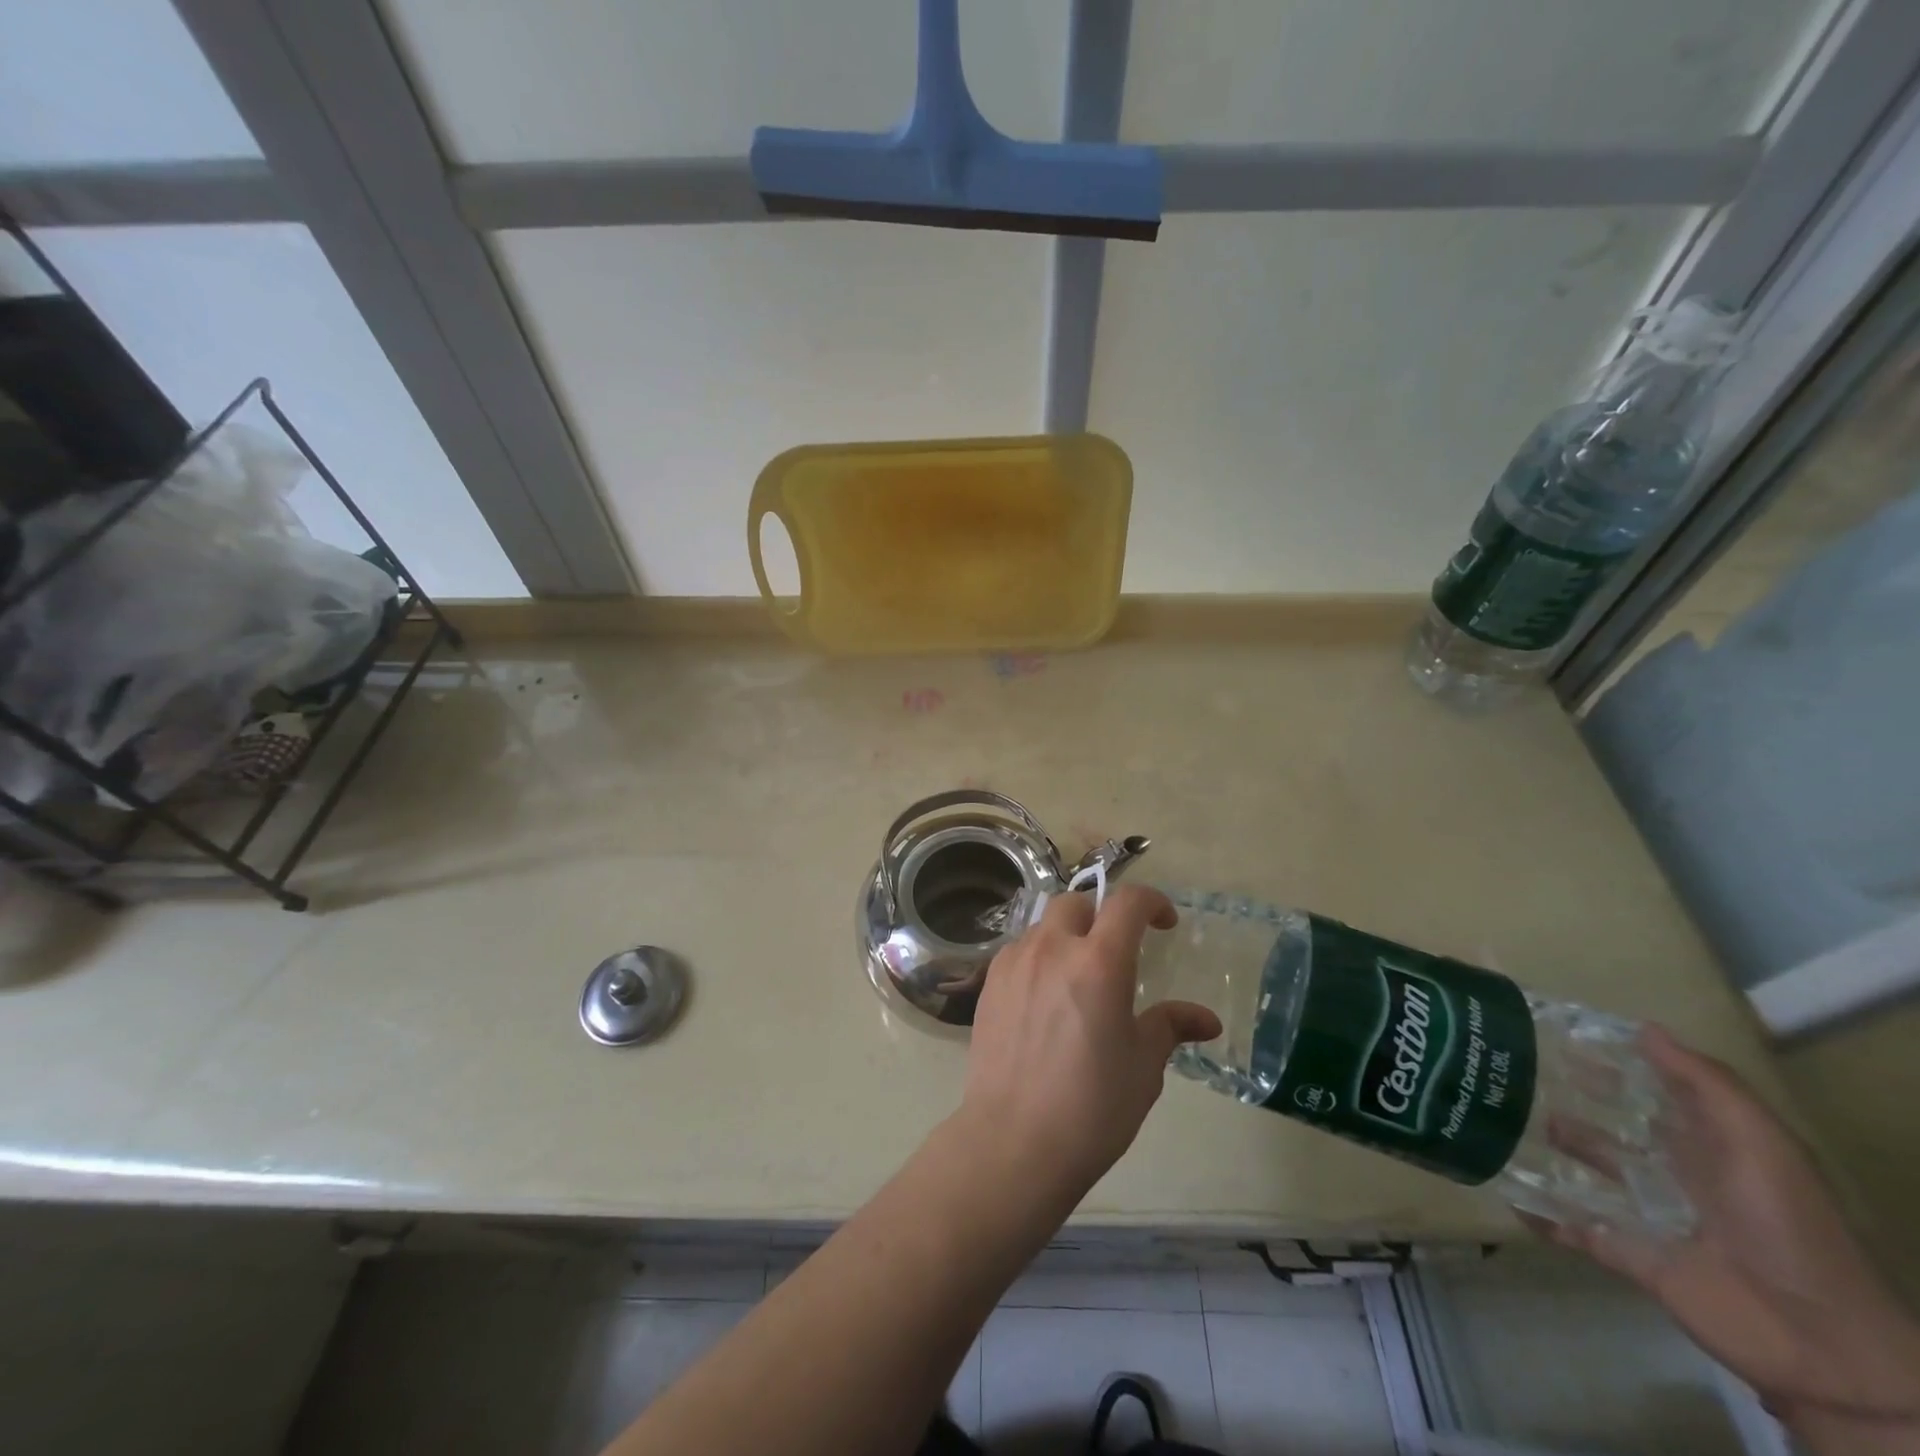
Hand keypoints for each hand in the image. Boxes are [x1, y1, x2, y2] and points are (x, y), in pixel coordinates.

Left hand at [956, 885, 1221, 1205]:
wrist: (1014, 1141)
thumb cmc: (1092, 1106)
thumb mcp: (1143, 1067)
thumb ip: (1170, 1027)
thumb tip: (1206, 1019)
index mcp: (1099, 962)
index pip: (1127, 903)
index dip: (1152, 902)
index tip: (1165, 922)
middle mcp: (1053, 949)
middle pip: (1077, 903)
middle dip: (1102, 915)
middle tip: (1116, 949)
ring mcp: (1014, 963)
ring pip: (1044, 925)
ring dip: (1067, 935)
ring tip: (1078, 975)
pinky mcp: (989, 983)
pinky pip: (1019, 950)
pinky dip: (1039, 957)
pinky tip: (1044, 996)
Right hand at [1538, 1026, 1919, 1433]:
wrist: (1817, 1340)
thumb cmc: (1786, 1225)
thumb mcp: (1760, 1144)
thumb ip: (1705, 1084)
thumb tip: (1641, 1028)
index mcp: (1705, 1145)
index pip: (1650, 1091)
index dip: (1610, 1062)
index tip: (1554, 1032)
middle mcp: (1673, 1173)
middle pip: (1610, 1128)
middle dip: (1566, 1101)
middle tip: (1506, 1071)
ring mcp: (1649, 1215)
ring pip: (1585, 1172)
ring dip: (1546, 1150)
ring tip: (1496, 1122)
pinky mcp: (1630, 1254)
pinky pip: (1577, 1229)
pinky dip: (1542, 1214)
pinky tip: (1507, 1194)